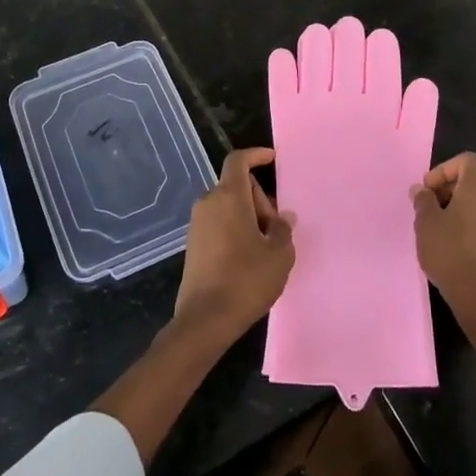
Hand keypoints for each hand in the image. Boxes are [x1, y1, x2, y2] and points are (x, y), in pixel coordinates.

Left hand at [173, 147, 295, 346]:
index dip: (256, 155)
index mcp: (228, 197)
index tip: (273, 159)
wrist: (205, 319)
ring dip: (249, 217)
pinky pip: (219, 223)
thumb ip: (283, 229)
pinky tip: (250, 257)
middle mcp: (208, 203)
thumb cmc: (246, 280)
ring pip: (228, 206)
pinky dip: (235, 229)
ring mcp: (197, 224)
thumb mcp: (279, 254)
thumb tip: (283, 217)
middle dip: (259, 199)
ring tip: (267, 246)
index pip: (238, 161)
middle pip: (236, 186)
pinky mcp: (193, 244)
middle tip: (277, 228)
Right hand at [412, 152, 475, 327]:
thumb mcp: (426, 223)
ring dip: (462, 209)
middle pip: (475, 180)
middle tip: (430, 209)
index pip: (466, 160)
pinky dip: (474, 227)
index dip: (443, 170)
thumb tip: (422, 189)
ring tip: (442, 230)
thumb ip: (423, 200)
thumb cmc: (451, 253)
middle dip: (450, 189)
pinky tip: (459, 249)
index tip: (427, 191)